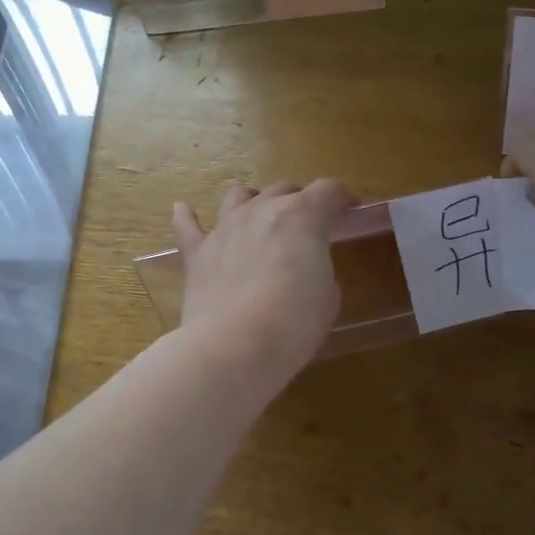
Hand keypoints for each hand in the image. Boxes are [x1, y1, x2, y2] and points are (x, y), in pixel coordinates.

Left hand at [173, 180, 357, 376]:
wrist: (235, 345)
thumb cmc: (294, 321)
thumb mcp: (327, 295)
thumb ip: (318, 269)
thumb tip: (304, 268)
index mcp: (302, 216)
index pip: (328, 191)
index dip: (342, 198)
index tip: (350, 209)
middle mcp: (261, 211)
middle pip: (283, 189)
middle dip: (300, 200)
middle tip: (309, 223)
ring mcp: (225, 228)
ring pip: (238, 196)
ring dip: (253, 200)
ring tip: (259, 213)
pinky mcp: (198, 254)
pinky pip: (188, 227)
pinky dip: (188, 217)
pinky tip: (183, 210)